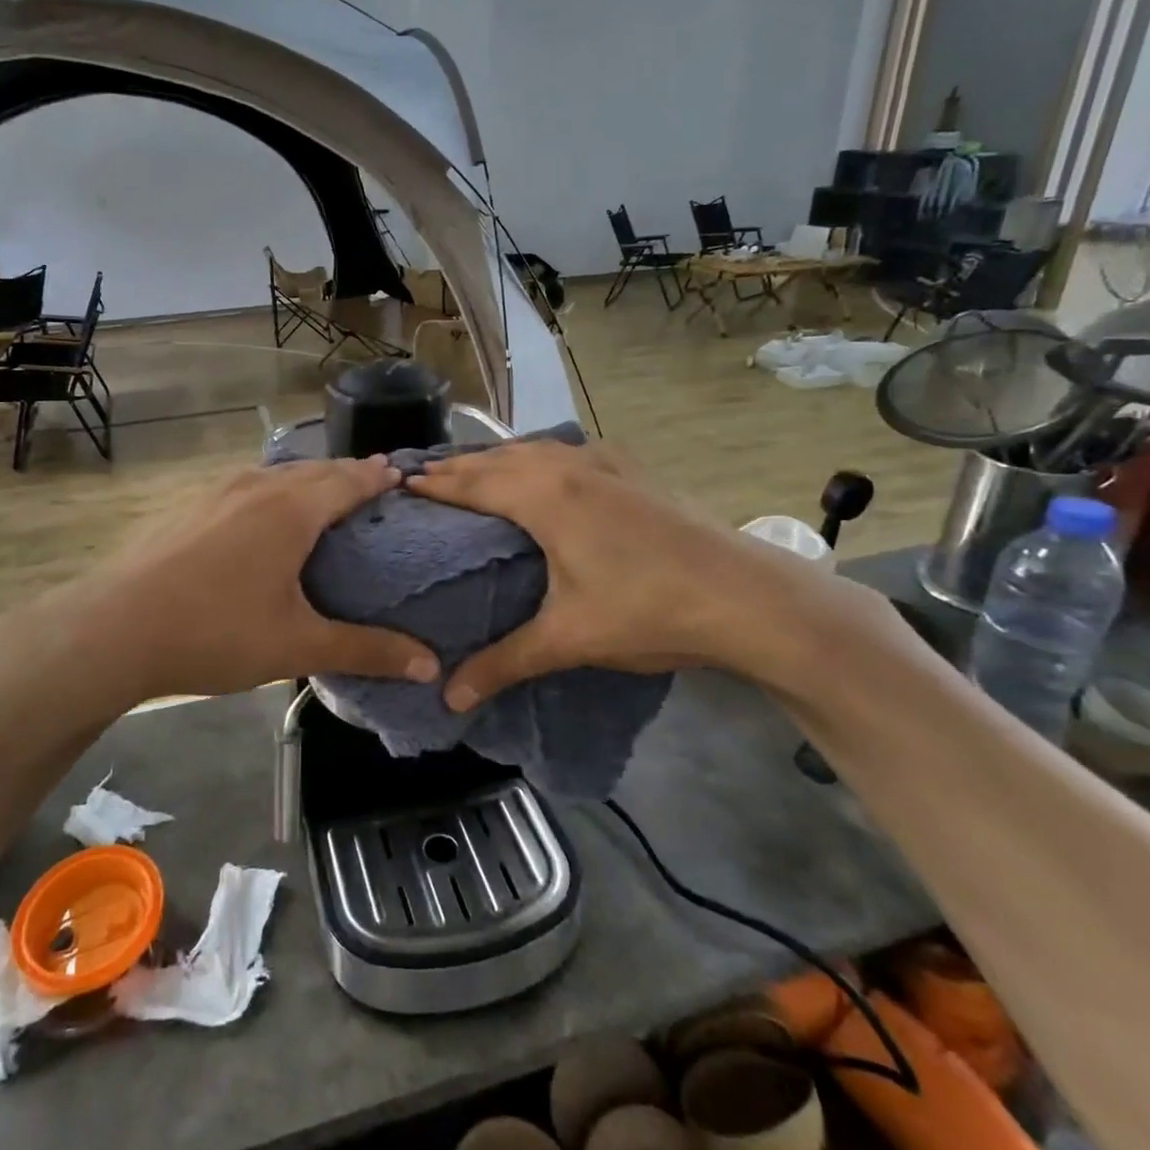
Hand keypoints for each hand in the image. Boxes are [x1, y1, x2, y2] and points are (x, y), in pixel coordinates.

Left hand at [19, 458, 440, 702]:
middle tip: (374, 483)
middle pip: (315, 471)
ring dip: (308, 480)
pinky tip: (264, 515)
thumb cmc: (215, 632)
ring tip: (326, 496)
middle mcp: (257, 487)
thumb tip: (429, 665)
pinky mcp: (189, 507)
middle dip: (348, 474)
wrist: (112, 629)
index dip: (378, 477)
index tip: (402, 474)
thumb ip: (365, 650)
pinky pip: (247, 486)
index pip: (349, 480)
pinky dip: (273, 491)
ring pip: (277, 475)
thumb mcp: (297, 645)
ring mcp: (217, 493)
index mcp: (291, 510)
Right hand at [405, 440, 883, 707]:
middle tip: (425, 477)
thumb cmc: (647, 610)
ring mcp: (608, 465)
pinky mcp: (635, 473)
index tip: (401, 482)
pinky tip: (549, 472)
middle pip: (500, 458)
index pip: (473, 481)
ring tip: (476, 472)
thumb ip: (504, 663)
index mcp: (545, 497)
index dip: (435, 483)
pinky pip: (569, 453)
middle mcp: (570, 468)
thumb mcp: (568, 639)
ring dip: (501, 458)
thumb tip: (449, 700)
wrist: (747, 596)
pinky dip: (541, 458)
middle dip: (460, 465)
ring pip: (537, 450)